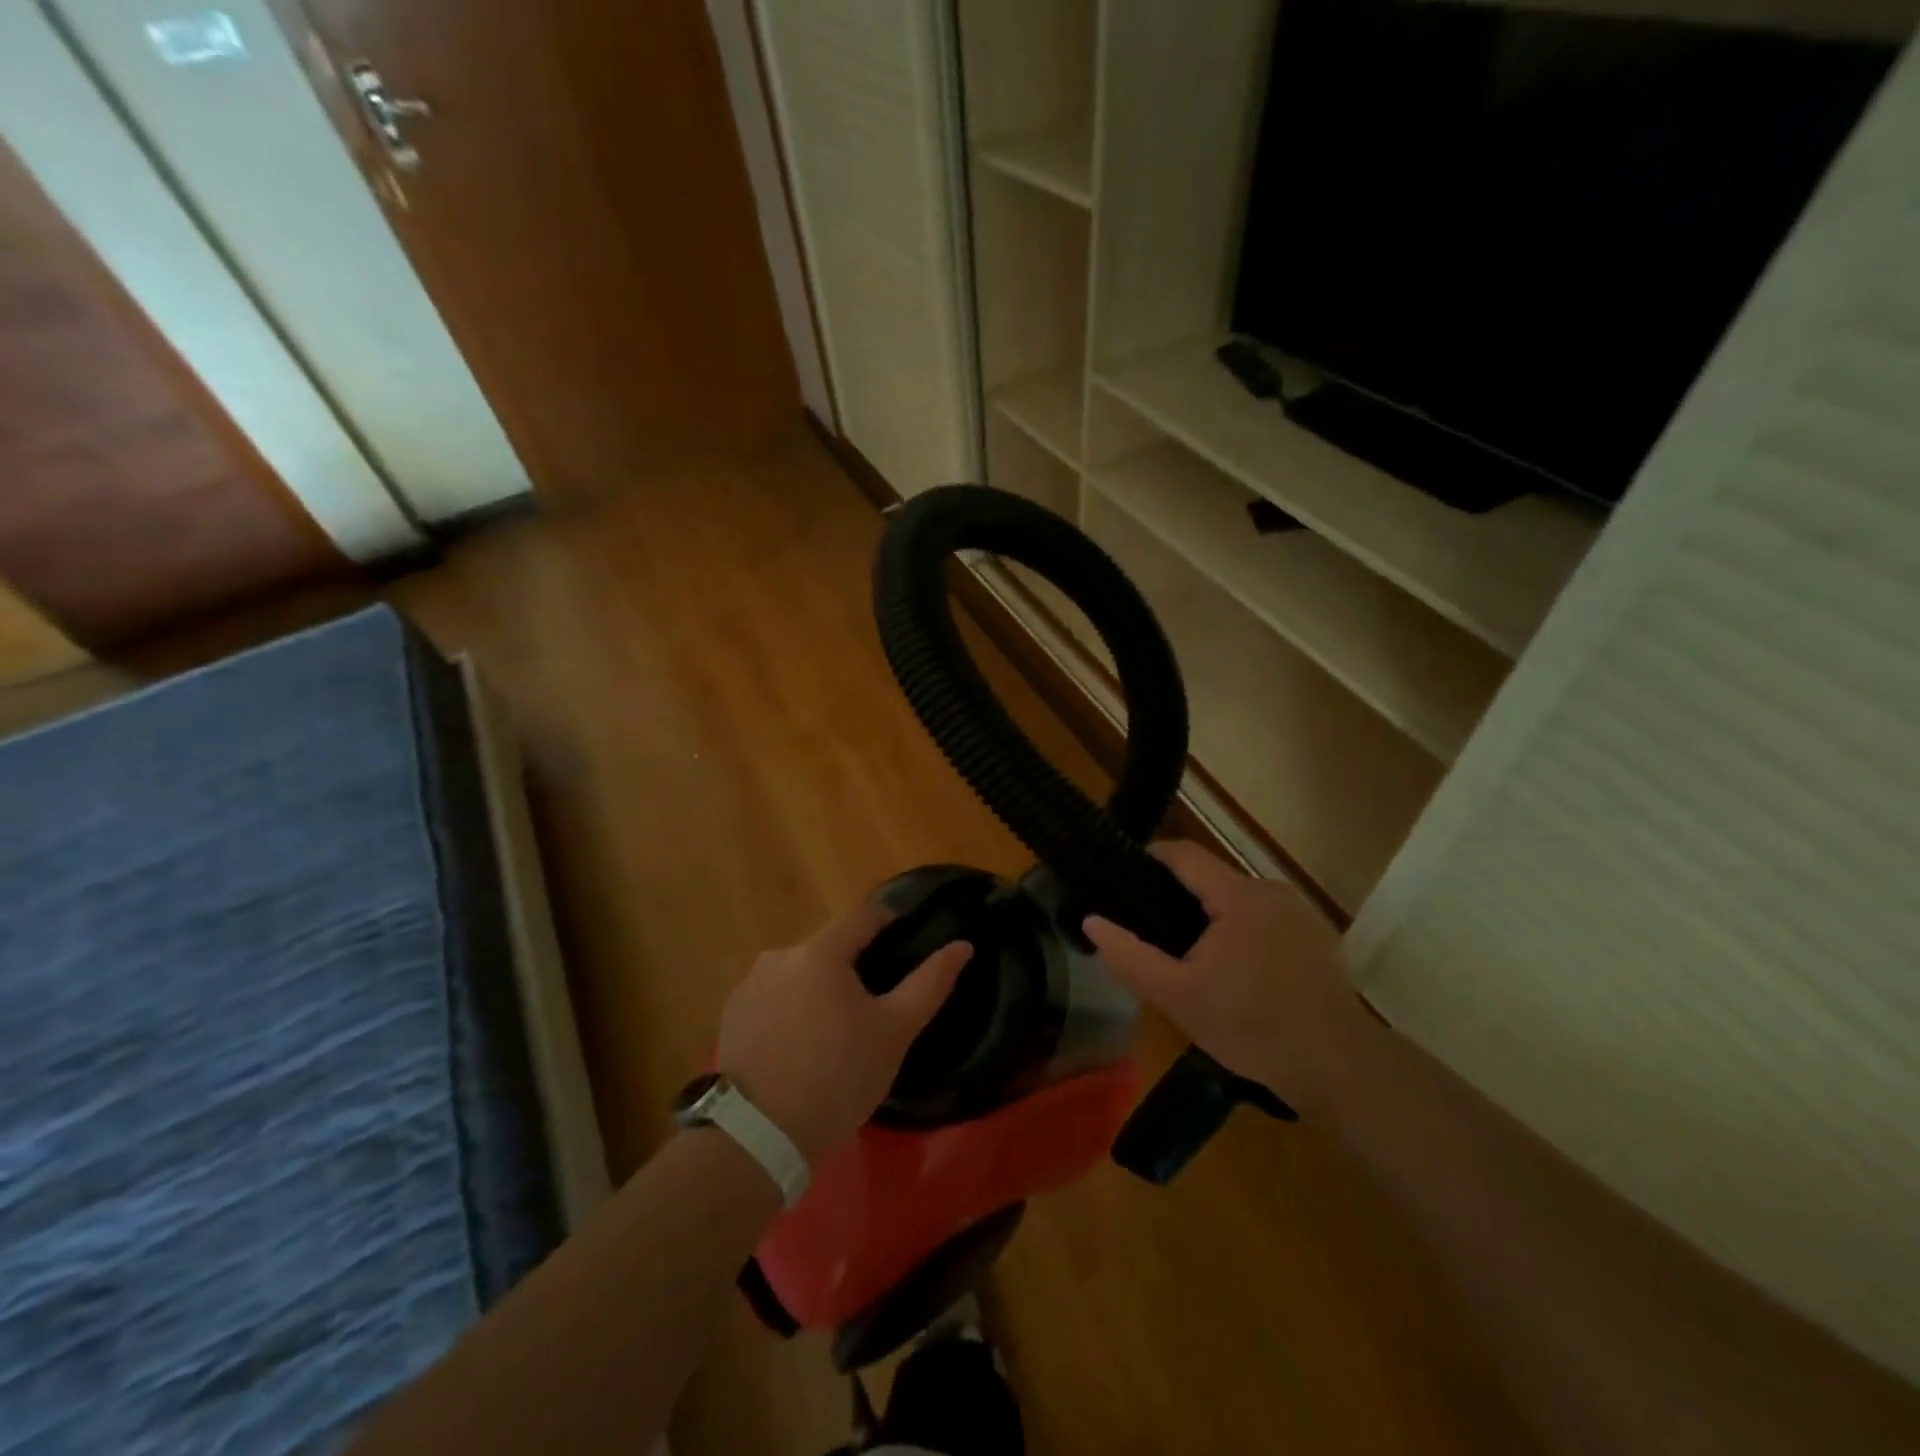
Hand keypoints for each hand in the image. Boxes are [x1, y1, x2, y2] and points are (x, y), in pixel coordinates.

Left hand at [716, 902, 971, 1160]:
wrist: (757, 1137)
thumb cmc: (837, 1077)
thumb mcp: (894, 1032)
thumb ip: (930, 983)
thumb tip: (963, 946)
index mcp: (820, 951)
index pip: (863, 915)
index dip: (890, 921)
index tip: (907, 941)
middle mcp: (780, 955)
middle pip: (830, 946)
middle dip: (854, 965)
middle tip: (875, 1005)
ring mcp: (750, 984)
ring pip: (800, 972)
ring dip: (820, 988)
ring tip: (836, 1030)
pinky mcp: (732, 1014)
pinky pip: (774, 997)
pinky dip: (792, 1008)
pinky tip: (801, 1045)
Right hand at [1083, 841, 1373, 1113]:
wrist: (1338, 1066)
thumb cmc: (1251, 1027)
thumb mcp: (1177, 997)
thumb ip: (1130, 956)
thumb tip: (1091, 921)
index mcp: (1238, 896)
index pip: (1184, 855)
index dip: (1150, 858)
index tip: (1124, 876)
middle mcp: (1272, 890)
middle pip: (1212, 879)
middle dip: (1181, 900)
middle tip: (1156, 936)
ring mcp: (1300, 912)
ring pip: (1240, 901)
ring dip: (1214, 920)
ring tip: (1195, 960)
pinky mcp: (1319, 936)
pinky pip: (1267, 920)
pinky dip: (1245, 934)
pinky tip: (1240, 974)